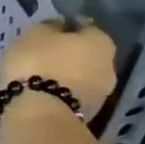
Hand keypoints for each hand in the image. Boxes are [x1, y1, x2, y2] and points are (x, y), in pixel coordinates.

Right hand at [0, 18, 119, 117]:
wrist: (38, 115)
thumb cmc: (37, 64)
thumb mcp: (34, 34)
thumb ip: (49, 27)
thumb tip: (59, 26)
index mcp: (101, 41)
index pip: (86, 28)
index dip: (67, 28)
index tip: (49, 33)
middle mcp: (110, 66)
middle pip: (87, 56)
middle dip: (69, 56)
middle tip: (44, 56)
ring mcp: (101, 95)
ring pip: (82, 78)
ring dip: (66, 77)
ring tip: (40, 78)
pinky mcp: (88, 117)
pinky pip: (73, 97)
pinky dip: (61, 94)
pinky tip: (42, 94)